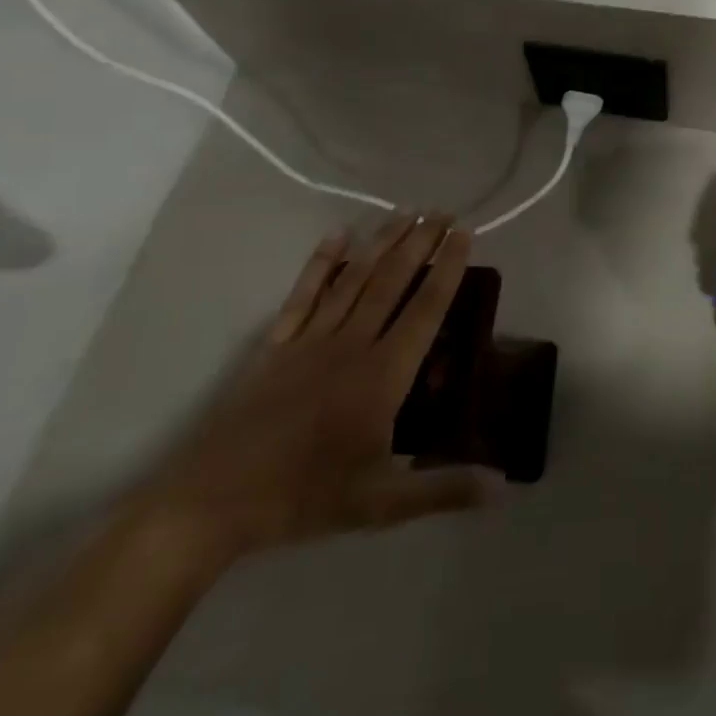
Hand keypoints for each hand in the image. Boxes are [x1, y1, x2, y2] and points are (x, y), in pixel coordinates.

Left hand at [139, 217, 501, 565]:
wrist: (211, 503)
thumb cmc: (303, 497)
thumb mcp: (382, 503)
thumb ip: (444, 489)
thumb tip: (505, 486)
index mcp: (383, 374)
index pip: (426, 309)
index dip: (448, 269)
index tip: (465, 234)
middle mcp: (352, 344)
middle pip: (393, 281)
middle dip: (421, 242)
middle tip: (444, 211)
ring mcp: (311, 340)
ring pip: (354, 279)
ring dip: (383, 243)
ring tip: (406, 212)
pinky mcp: (277, 346)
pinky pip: (304, 294)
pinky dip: (322, 263)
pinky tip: (337, 236)